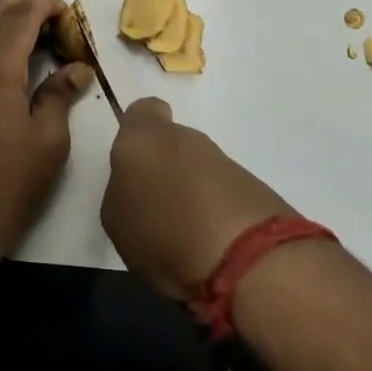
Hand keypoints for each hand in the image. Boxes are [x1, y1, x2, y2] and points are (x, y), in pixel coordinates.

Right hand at [102, 97, 296, 301]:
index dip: (138, 132)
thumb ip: (123, 192)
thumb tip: (138, 187)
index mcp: (144, 137)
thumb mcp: (117, 220)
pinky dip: (218, 212)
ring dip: (193, 193)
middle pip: (172, 143)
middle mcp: (186, 138)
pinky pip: (224, 193)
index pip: (142, 111)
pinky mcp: (255, 186)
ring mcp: (224, 160)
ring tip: (185, 235)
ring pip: (199, 168)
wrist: (245, 259)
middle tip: (157, 208)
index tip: (136, 162)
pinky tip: (213, 245)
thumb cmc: (163, 233)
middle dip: (166, 169)